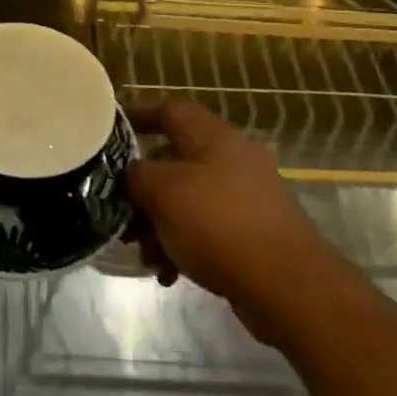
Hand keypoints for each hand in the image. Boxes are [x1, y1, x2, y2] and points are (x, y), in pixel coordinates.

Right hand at [127, 100, 338, 346]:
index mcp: (212, 135)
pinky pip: (206, 229)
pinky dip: (184, 245)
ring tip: (145, 256)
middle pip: (174, 160)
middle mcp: (231, 157)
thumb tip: (131, 173)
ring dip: (160, 224)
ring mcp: (246, 196)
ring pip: (188, 199)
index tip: (109, 129)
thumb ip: (137, 175)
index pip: (169, 110)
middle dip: (143, 189)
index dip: (138, 114)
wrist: (287, 285)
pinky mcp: (253, 232)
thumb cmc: (218, 223)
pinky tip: (169, 274)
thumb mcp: (163, 191)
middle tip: (120, 214)